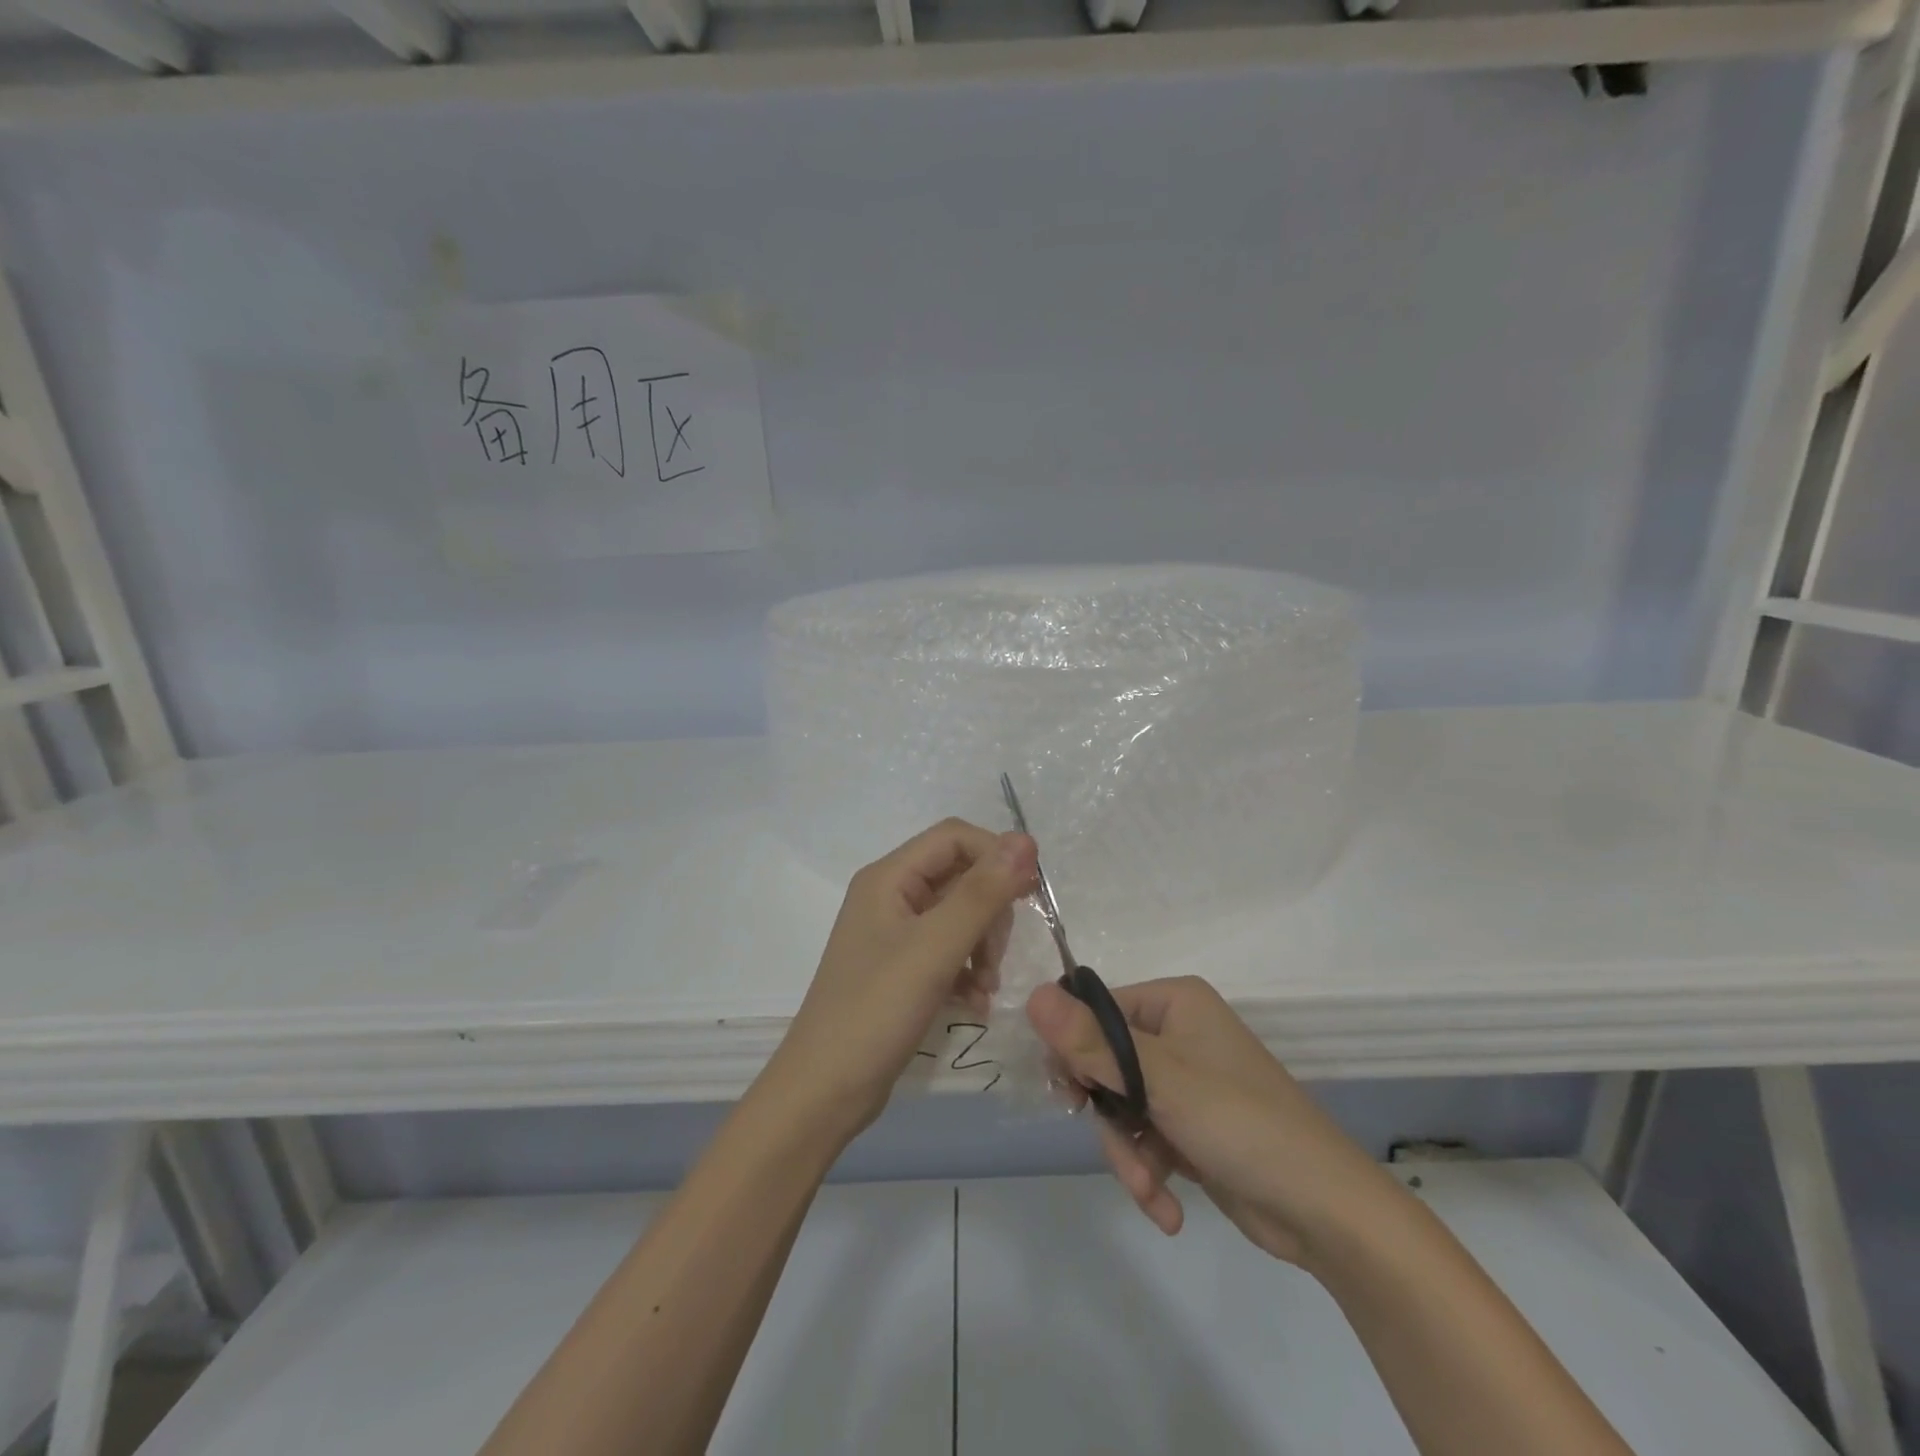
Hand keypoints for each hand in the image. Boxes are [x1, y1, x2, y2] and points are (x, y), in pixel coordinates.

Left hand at [766, 820, 1037, 1143]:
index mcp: (889, 877)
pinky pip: (948, 950)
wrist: (825, 1091)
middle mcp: (890, 896)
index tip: (1030, 894)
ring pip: (959, 916)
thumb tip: (1025, 839)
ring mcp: (894, 934)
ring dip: (984, 945)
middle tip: (997, 955)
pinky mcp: (901, 968)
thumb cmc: (877, 1010)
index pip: (954, 838)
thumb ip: (982, 893)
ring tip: (988, 985)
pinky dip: (968, 970)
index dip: (996, 855)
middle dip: (989, 910)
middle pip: (960, 876)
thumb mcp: (935, 948)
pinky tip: (976, 1002)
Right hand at [1027, 976, 1401, 1267]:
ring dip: (1128, 1153)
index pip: (1096, 1011)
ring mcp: (1185, 1083)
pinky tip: (1166, 1209)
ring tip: (1150, 1188)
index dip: (1075, 1051)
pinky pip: (1146, 1138)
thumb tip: (1032, 994)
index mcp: (1174, 1002)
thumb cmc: (1240, 1122)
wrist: (1325, 1212)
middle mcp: (1178, 1033)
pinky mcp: (1191, 1126)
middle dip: (1108, 1115)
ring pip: (1121, 1107)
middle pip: (1105, 1064)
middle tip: (1116, 1143)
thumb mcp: (1160, 1080)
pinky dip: (1149, 1172)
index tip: (1070, 1093)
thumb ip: (1091, 1041)